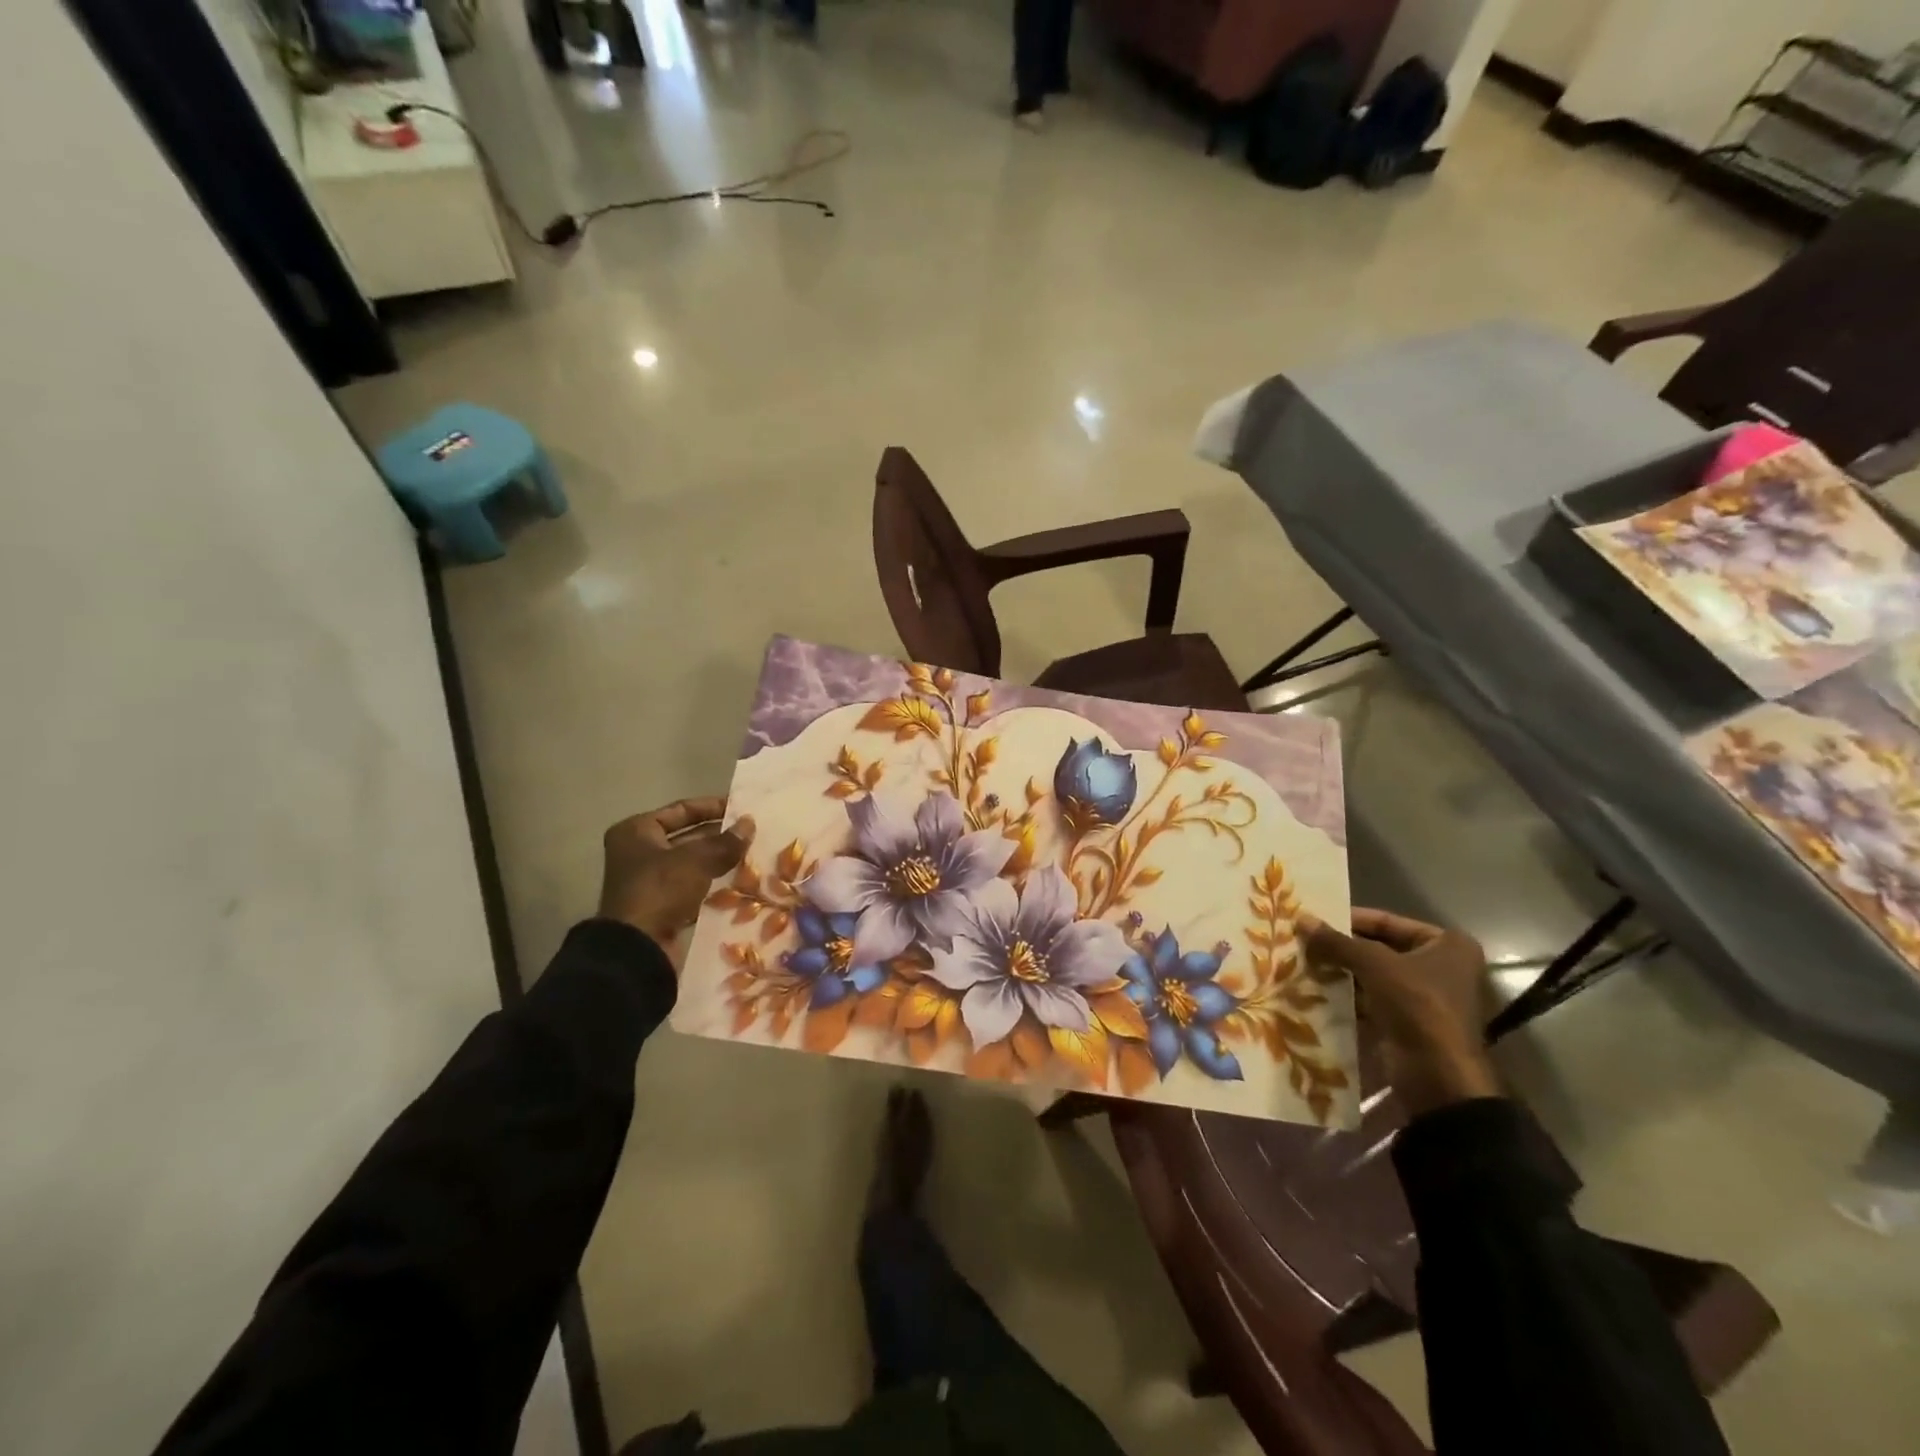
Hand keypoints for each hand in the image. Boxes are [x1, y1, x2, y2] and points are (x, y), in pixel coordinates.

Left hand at [599, 798, 753, 957]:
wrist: (637, 949)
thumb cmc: (660, 890)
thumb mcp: (697, 859)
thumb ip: (726, 841)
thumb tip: (750, 823)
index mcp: (637, 831)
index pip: (682, 809)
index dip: (713, 807)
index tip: (743, 809)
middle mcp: (639, 852)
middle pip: (687, 836)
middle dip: (719, 836)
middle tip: (752, 834)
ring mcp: (649, 880)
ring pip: (692, 862)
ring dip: (719, 860)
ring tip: (751, 855)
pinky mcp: (661, 905)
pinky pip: (692, 886)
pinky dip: (712, 883)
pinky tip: (739, 881)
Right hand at [1299, 907, 1500, 1113]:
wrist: (1437, 1077)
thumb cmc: (1417, 1006)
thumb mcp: (1374, 965)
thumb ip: (1337, 941)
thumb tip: (1301, 918)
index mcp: (1446, 944)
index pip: (1386, 921)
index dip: (1348, 919)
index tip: (1313, 920)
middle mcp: (1439, 966)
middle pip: (1378, 947)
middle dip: (1341, 947)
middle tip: (1302, 940)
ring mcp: (1423, 996)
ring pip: (1372, 974)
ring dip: (1339, 971)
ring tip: (1302, 961)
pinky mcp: (1406, 1021)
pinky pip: (1370, 998)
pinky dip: (1346, 994)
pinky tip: (1314, 988)